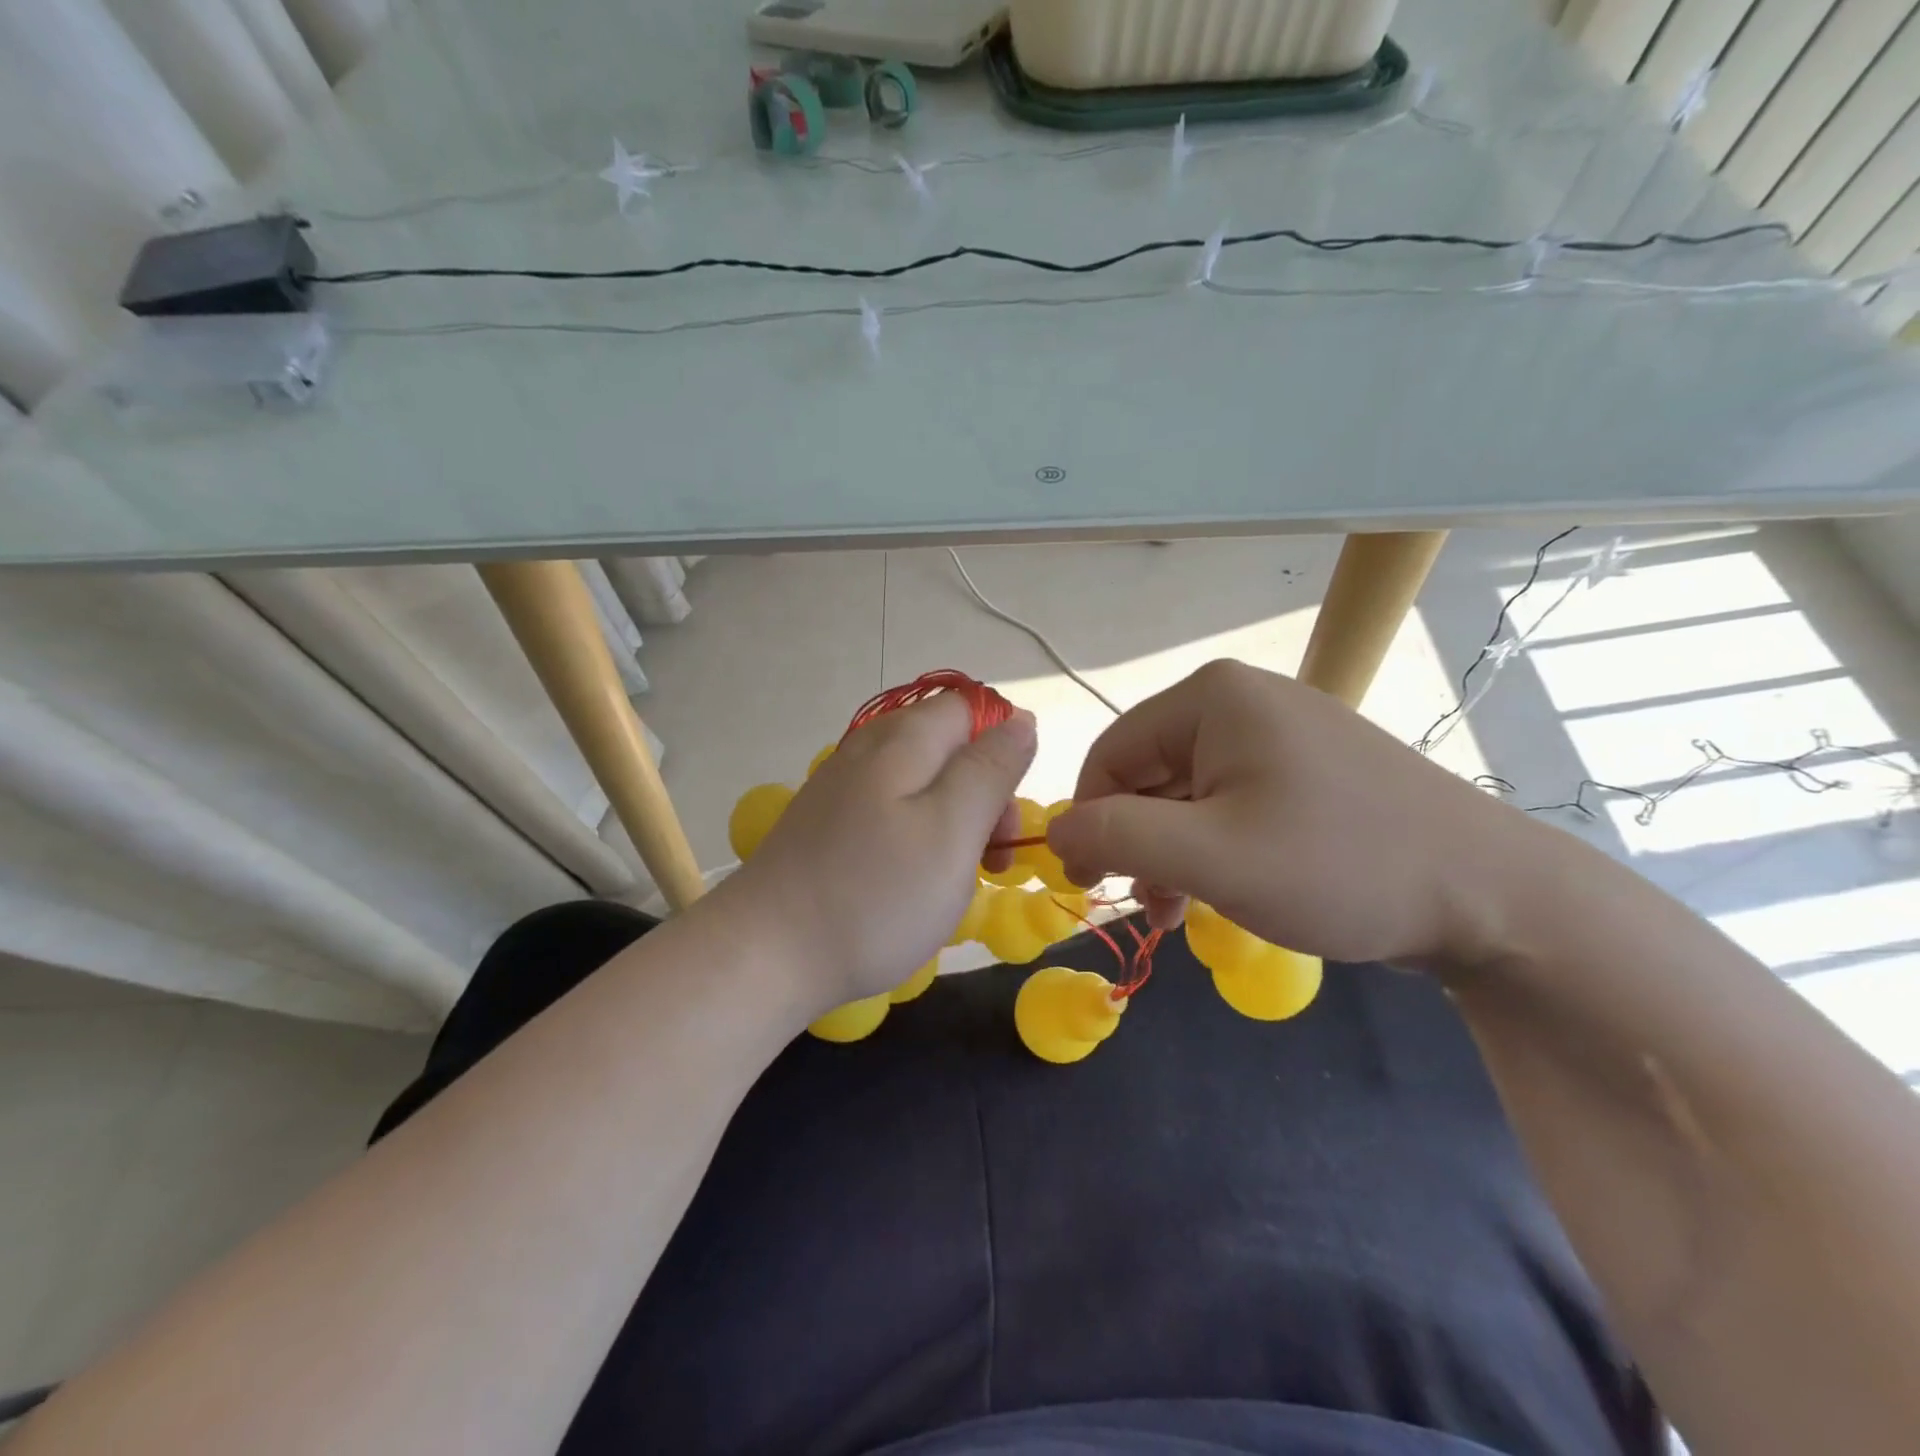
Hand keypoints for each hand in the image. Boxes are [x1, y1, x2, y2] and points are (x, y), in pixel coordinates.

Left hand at [716, 694, 1035, 1014]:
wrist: (766, 953)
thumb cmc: (876, 894)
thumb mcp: (953, 829)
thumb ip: (990, 769)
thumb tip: (1020, 719)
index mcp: (904, 739)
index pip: (971, 710)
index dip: (1002, 752)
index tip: (1005, 815)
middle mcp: (869, 749)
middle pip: (948, 749)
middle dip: (982, 796)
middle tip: (990, 861)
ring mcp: (841, 786)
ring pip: (921, 785)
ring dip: (952, 824)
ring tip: (952, 880)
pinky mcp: (826, 823)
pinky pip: (890, 813)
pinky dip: (915, 839)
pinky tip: (908, 882)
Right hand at [1046, 660, 1544, 967]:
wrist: (1492, 898)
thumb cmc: (1338, 865)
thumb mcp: (1209, 855)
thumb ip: (1116, 836)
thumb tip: (1056, 836)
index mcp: (1212, 698)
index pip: (1109, 754)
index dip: (1090, 820)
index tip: (1093, 886)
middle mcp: (1242, 701)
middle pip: (1148, 773)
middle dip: (1138, 843)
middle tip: (1153, 909)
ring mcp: (1280, 733)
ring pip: (1188, 794)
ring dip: (1173, 853)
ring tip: (1183, 912)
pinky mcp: (1307, 769)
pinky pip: (1231, 803)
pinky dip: (1213, 848)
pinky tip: (1223, 891)